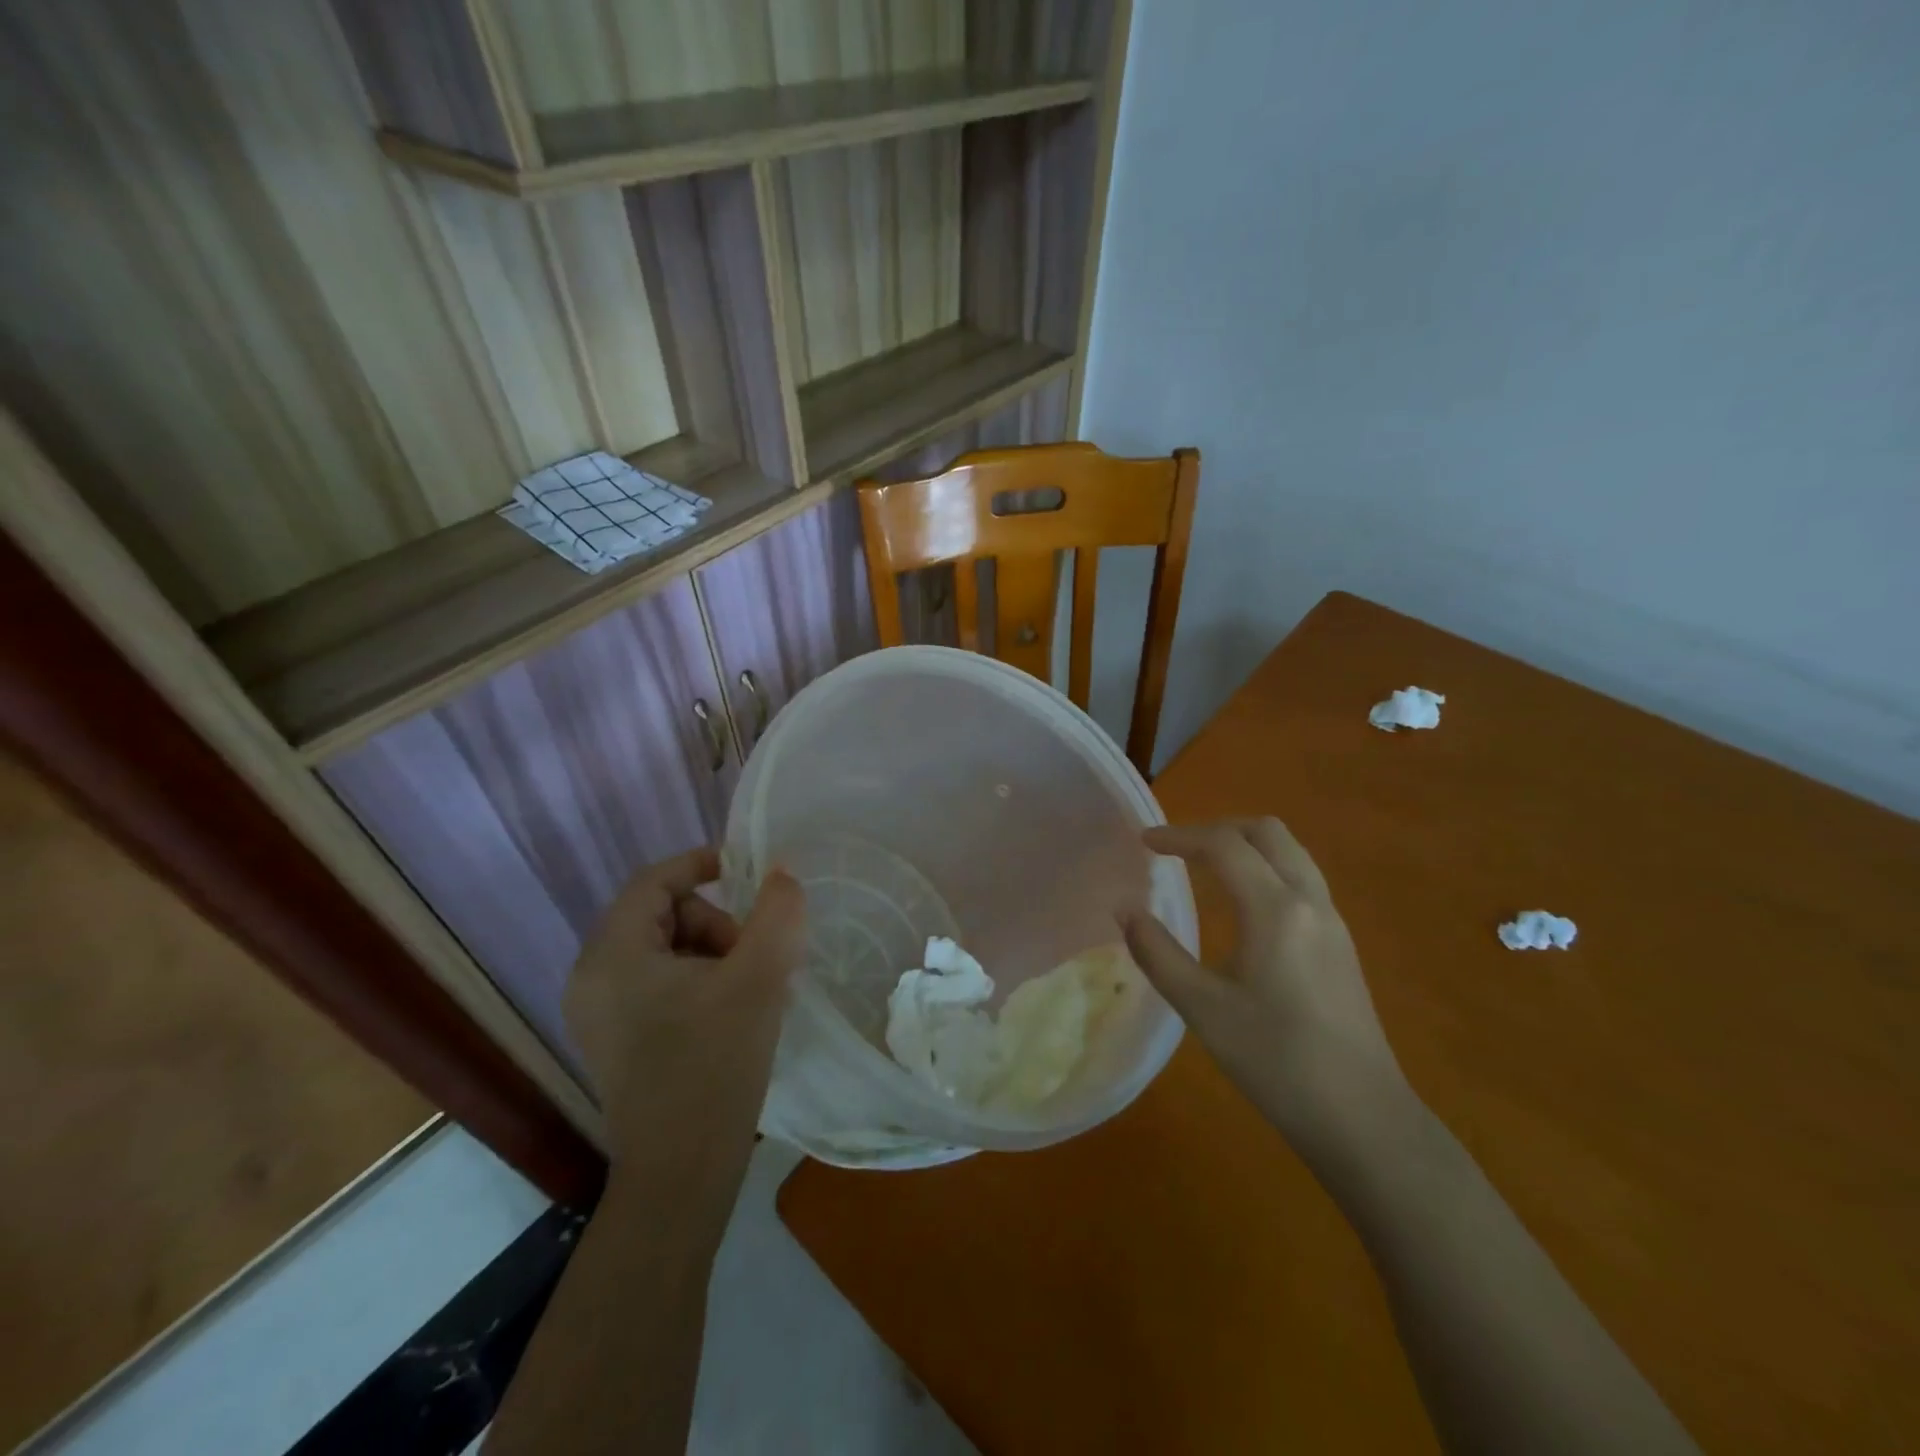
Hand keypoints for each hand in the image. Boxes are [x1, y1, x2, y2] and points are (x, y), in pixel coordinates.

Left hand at [564, 849, 804, 1188]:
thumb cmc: (714, 1067)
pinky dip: (698, 982)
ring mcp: (599, 1014)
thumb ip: (776, 914)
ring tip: (749, 992)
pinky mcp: (615, 1042)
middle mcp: (592, 978)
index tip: (749, 872)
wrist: (680, 1176)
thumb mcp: (758, 980)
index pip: (654, 881)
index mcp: (613, 955)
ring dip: (712, 954)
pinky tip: (730, 1015)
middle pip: (661, 914)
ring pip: (664, 950)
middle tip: (753, 958)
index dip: (701, 864)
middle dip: (715, 923)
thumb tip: (782, 874)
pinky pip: (658, 984)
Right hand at [1123, 818, 1410, 1149]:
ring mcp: (1333, 921)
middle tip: (1178, 850)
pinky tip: (1243, 905)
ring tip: (1206, 867)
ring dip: (1246, 845)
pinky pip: (1301, 878)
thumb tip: (1125, 910)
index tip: (1144, 842)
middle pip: (1266, 833)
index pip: (1223, 846)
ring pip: (1290, 852)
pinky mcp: (1341, 944)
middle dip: (1218, 829)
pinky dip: (1266, 868)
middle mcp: (1309, 901)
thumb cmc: (1276, 1061)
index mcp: (1275, 909)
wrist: (1363, 1120)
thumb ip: (1158, 953)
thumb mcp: (1202, 1009)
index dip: (1179, 836)